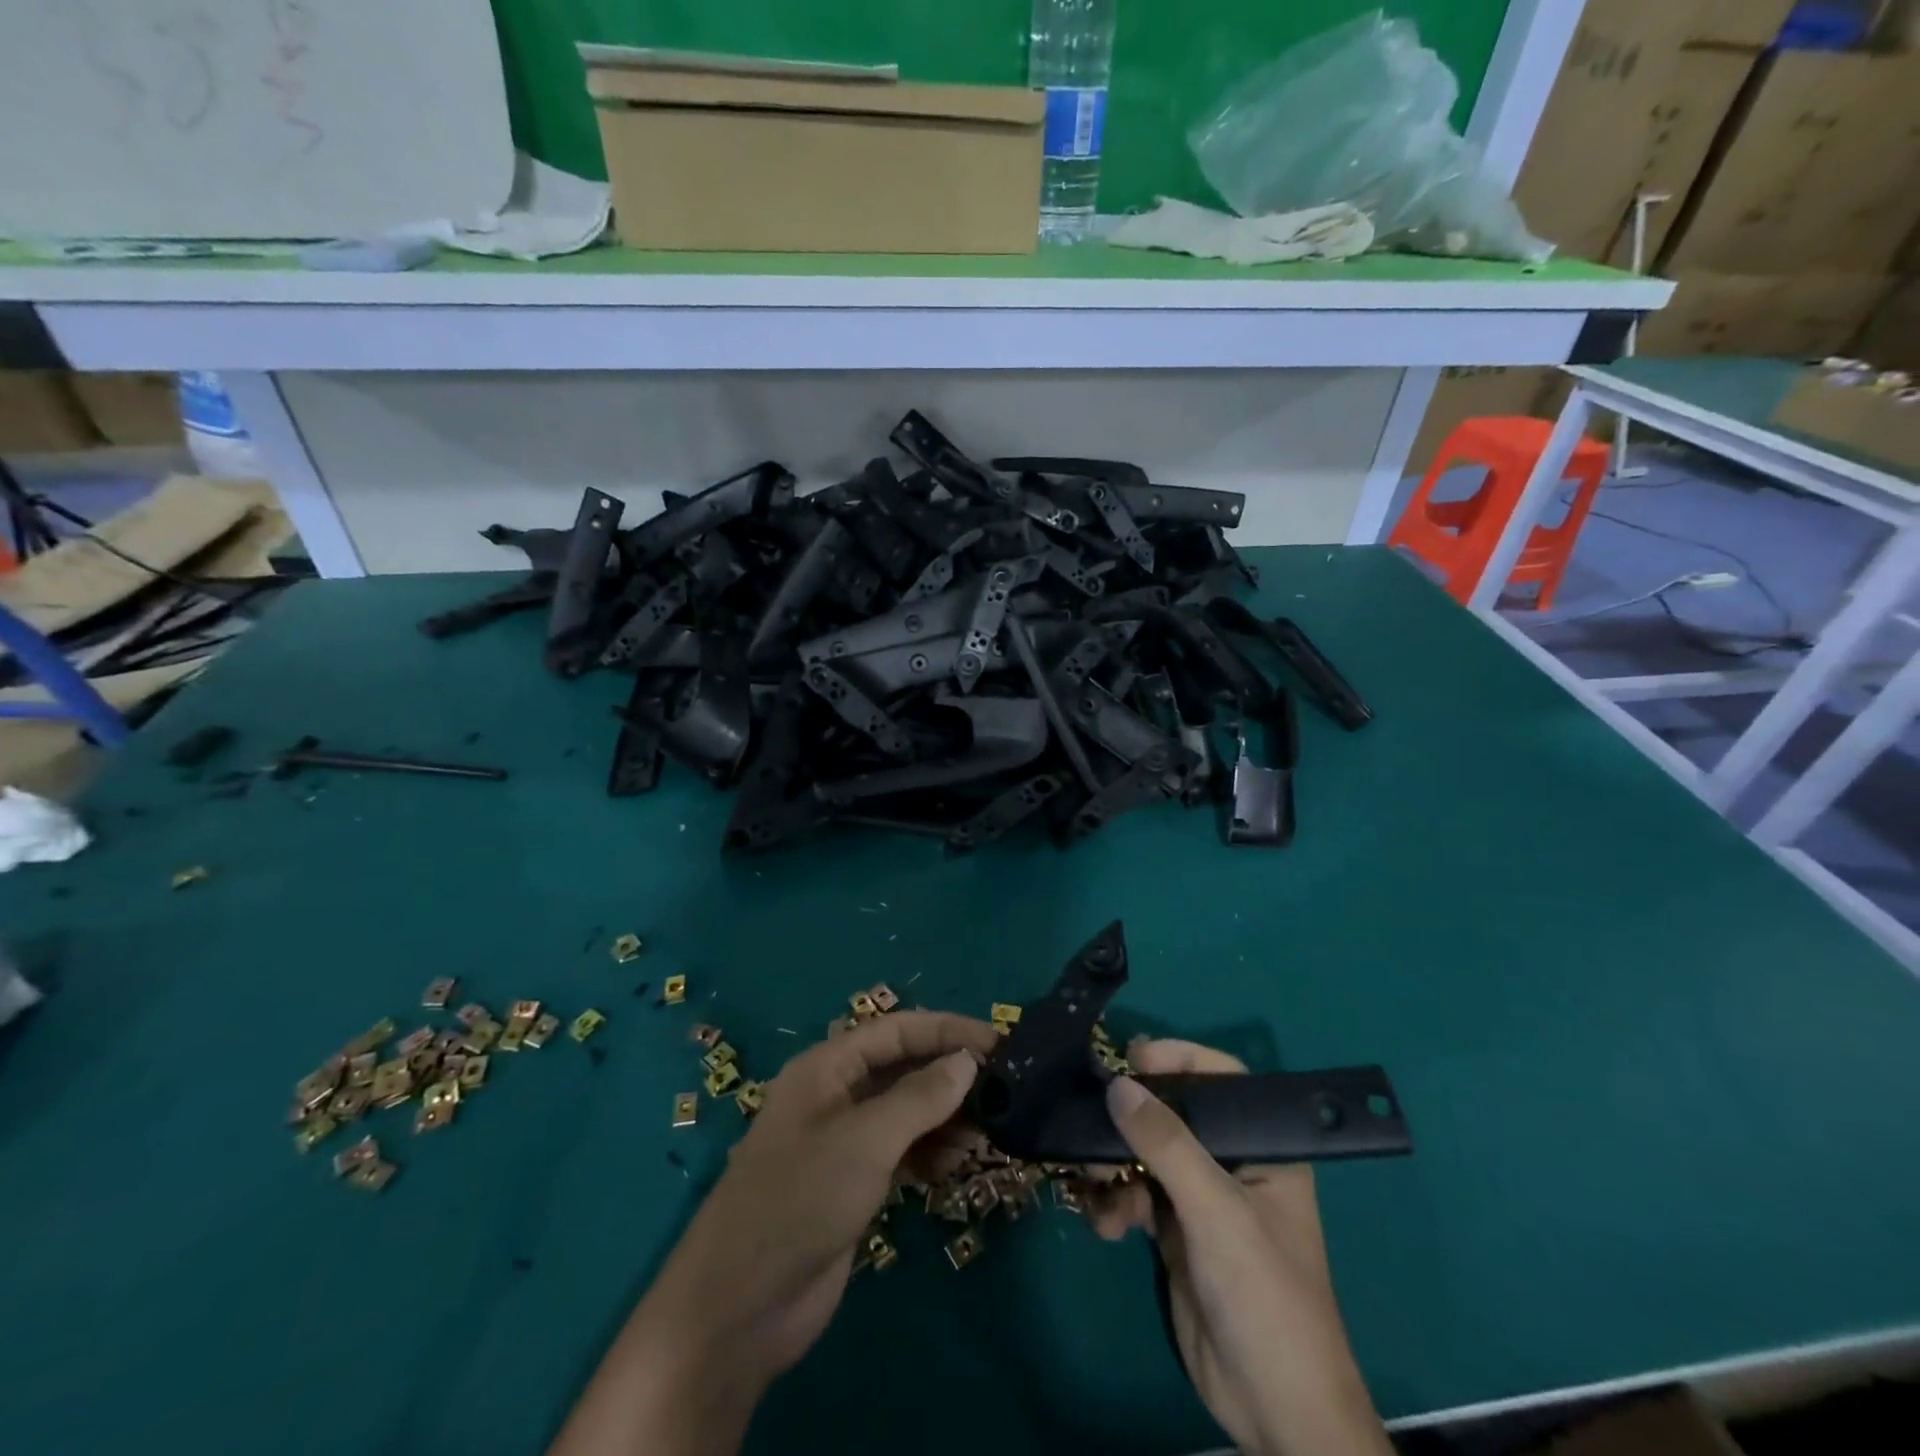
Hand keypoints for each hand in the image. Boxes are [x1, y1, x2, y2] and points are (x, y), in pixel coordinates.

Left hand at [549, 1011, 997, 1455]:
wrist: (741, 1306)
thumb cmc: (800, 1199)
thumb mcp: (865, 1139)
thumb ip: (920, 1097)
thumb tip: (968, 1060)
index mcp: (827, 1067)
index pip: (896, 1030)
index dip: (946, 1030)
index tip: (998, 1043)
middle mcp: (836, 1095)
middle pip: (903, 1068)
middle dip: (949, 1075)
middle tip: (1002, 1091)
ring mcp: (844, 1141)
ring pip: (906, 1112)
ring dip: (946, 1117)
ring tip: (987, 1133)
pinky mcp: (853, 1183)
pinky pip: (902, 1151)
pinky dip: (930, 1152)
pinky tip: (957, 1165)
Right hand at [1088, 1039, 1392, 1455]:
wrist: (1273, 1409)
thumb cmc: (1263, 1293)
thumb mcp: (1215, 1210)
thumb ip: (1166, 1143)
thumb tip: (1117, 1084)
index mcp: (1264, 1149)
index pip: (1223, 1080)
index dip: (1181, 1059)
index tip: (1132, 1056)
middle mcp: (1233, 1164)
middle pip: (1175, 1115)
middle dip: (1132, 1118)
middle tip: (1094, 1118)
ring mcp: (1202, 1199)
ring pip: (1147, 1155)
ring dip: (1115, 1164)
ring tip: (1095, 1182)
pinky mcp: (1176, 1233)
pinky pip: (1136, 1196)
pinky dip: (1116, 1204)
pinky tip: (1106, 1227)